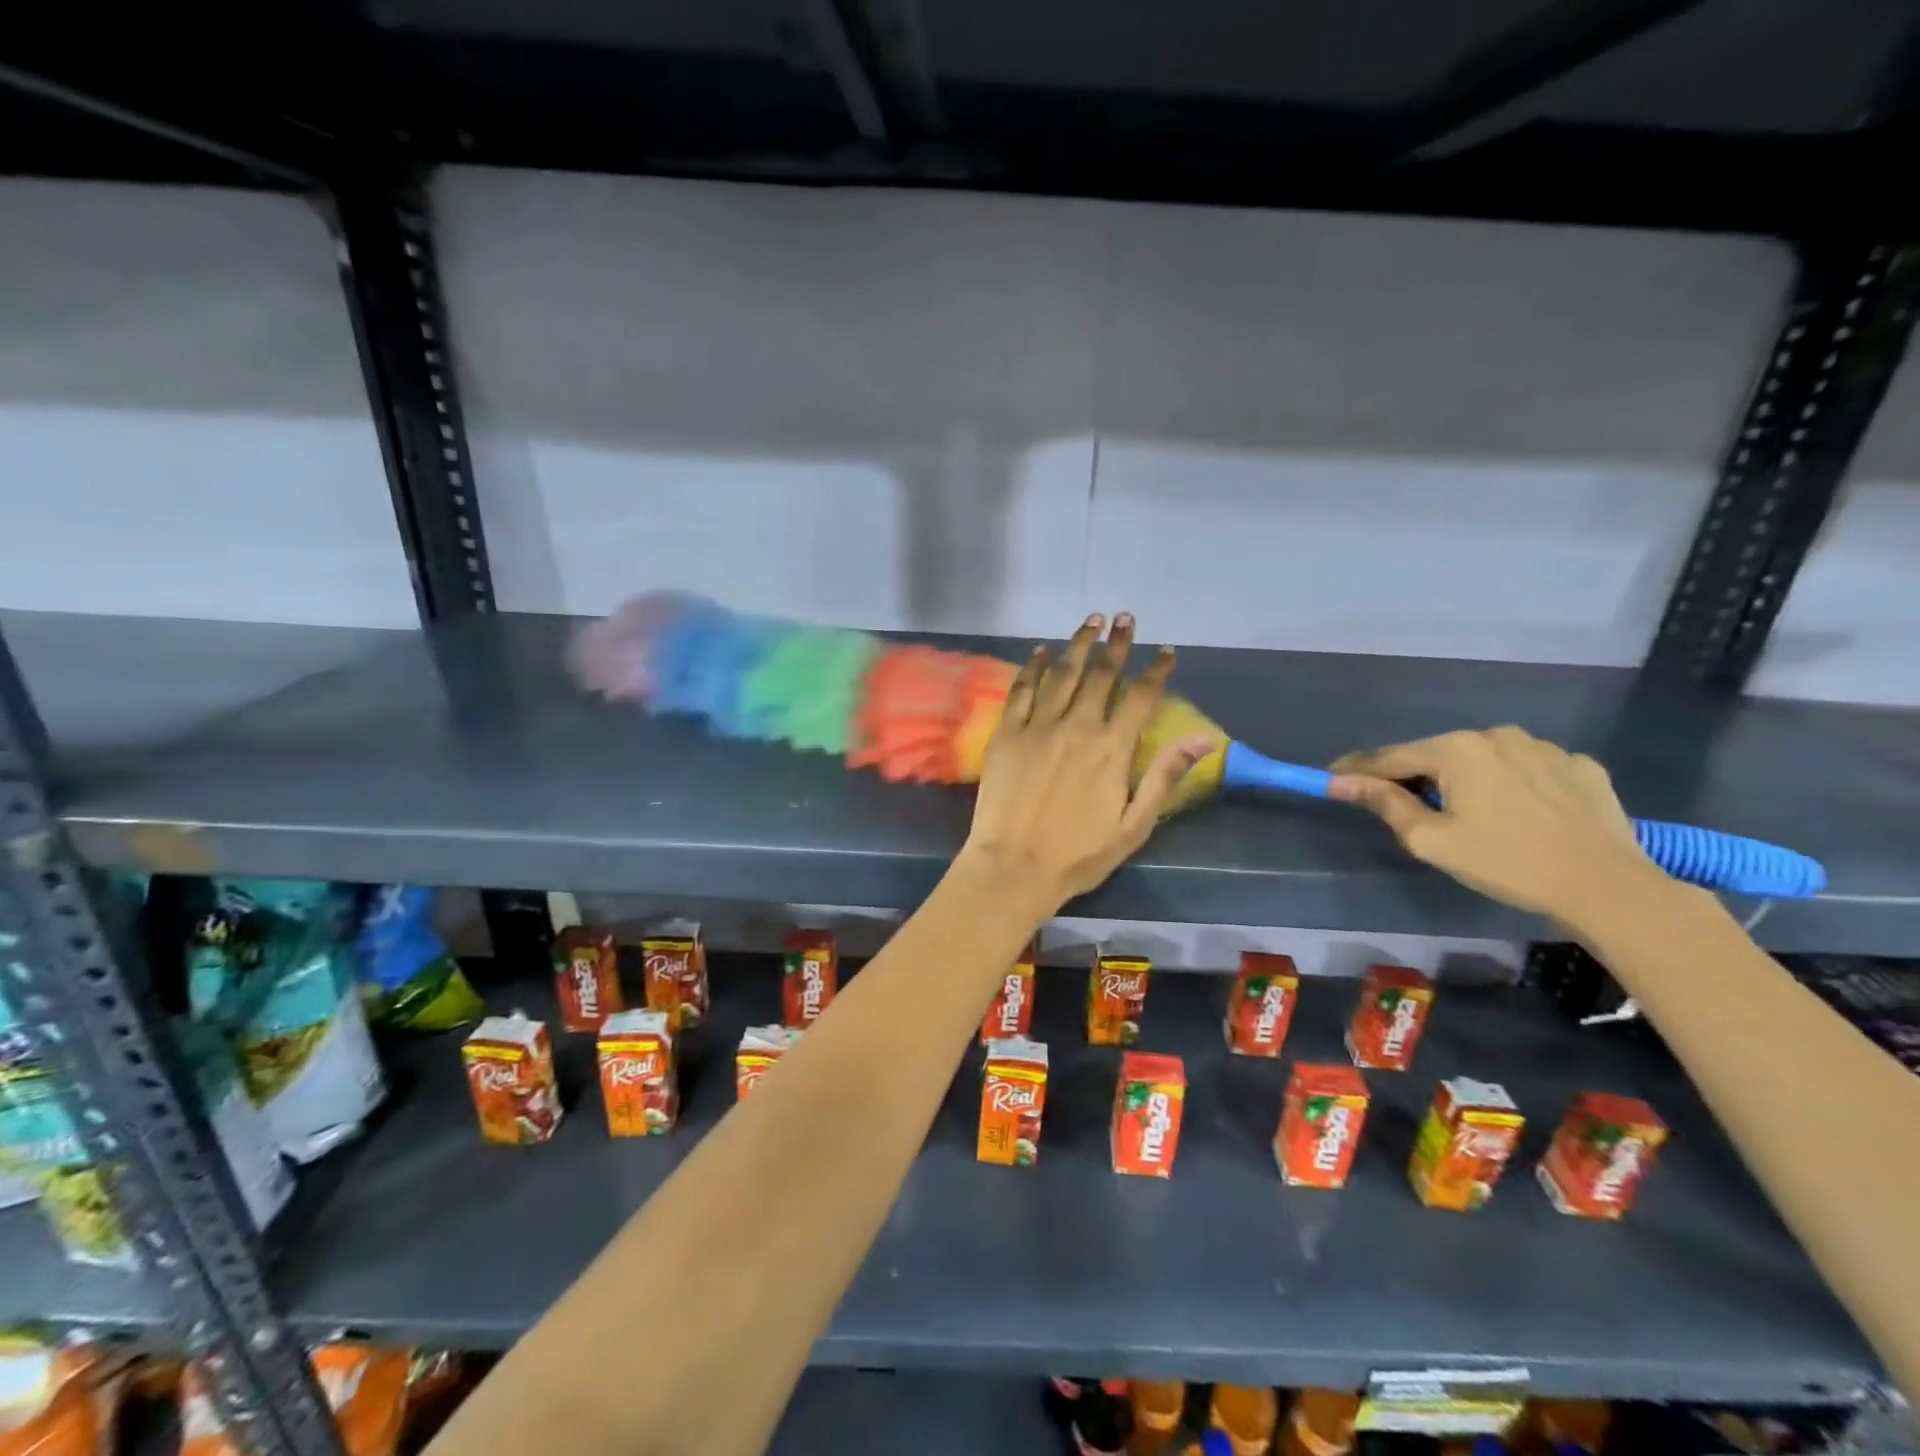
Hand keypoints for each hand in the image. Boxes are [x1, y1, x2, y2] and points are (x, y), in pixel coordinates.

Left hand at [960, 613, 1216, 913]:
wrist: (1013, 867)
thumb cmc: (1078, 854)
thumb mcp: (1134, 825)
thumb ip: (1165, 777)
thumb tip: (1204, 739)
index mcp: (1112, 749)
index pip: (1141, 697)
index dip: (1156, 670)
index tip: (1167, 650)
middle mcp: (1077, 727)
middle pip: (1101, 675)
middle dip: (1117, 644)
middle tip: (1125, 618)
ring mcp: (1038, 727)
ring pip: (1062, 673)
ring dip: (1079, 644)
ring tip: (1092, 620)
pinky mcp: (1007, 734)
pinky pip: (1022, 690)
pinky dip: (1034, 666)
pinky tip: (1042, 650)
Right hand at [1327, 726, 1663, 922]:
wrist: (1607, 886)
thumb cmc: (1505, 862)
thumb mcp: (1431, 839)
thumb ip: (1384, 803)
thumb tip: (1340, 781)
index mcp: (1455, 749)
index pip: (1390, 756)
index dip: (1358, 769)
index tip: (1332, 777)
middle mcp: (1496, 735)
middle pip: (1438, 754)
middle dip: (1416, 777)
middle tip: (1404, 807)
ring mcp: (1544, 747)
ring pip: (1484, 759)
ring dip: (1466, 779)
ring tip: (1468, 813)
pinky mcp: (1580, 766)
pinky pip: (1528, 769)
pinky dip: (1512, 784)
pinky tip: (1520, 813)